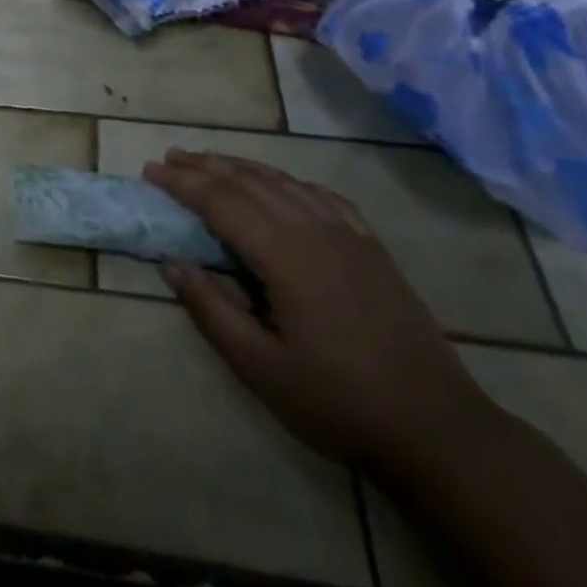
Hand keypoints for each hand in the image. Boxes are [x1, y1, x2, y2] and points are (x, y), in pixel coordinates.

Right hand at [146, 150, 496, 473]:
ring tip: (210, 161)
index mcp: (285, 257)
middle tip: (169, 158)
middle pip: (251, 183)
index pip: (222, 202)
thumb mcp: (260, 367)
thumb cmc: (338, 402)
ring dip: (242, 167)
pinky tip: (279, 184)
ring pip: (285, 182)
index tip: (150, 171)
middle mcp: (316, 231)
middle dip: (206, 166)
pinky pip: (322, 196)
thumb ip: (212, 309)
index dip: (182, 183)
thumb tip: (172, 263)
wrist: (436, 428)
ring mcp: (350, 235)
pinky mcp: (372, 248)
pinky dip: (288, 181)